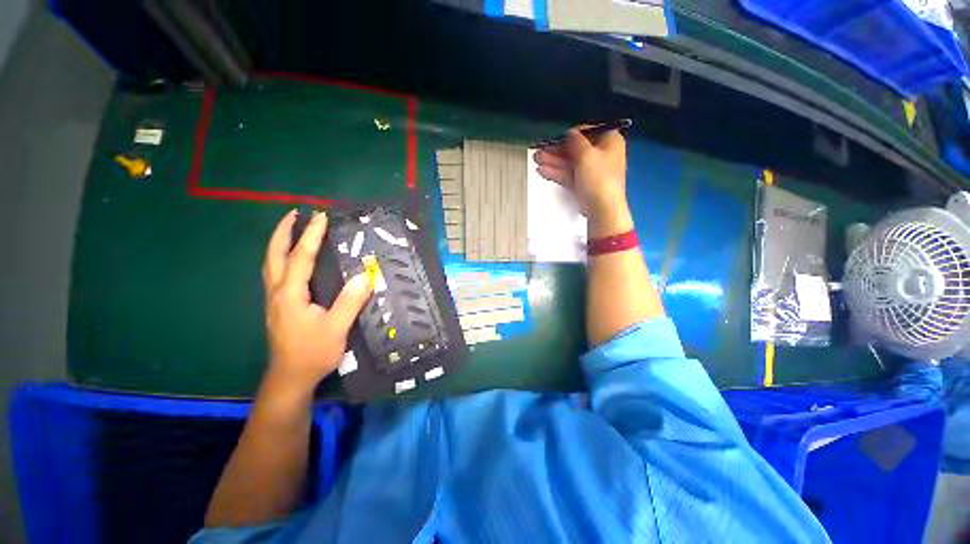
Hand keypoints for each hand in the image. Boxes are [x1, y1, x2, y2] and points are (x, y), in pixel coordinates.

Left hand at [262, 210, 371, 392]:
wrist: (290, 378)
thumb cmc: (313, 353)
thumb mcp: (336, 328)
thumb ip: (350, 301)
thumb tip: (365, 275)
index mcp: (291, 294)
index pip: (301, 257)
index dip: (312, 236)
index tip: (321, 216)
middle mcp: (278, 292)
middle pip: (275, 255)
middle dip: (284, 232)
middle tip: (295, 214)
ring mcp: (275, 299)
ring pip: (271, 264)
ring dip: (280, 243)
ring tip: (291, 229)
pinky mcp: (278, 306)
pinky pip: (276, 273)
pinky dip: (281, 257)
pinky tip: (291, 259)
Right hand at [534, 128, 631, 236]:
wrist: (601, 210)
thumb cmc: (598, 178)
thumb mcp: (586, 154)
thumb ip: (575, 140)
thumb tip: (570, 132)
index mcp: (610, 141)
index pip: (588, 131)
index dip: (570, 132)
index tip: (554, 134)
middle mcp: (602, 155)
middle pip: (576, 149)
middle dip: (557, 149)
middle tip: (540, 147)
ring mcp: (591, 172)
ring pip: (570, 163)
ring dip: (553, 160)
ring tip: (536, 158)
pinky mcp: (582, 185)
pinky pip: (568, 175)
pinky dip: (556, 172)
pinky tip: (542, 170)